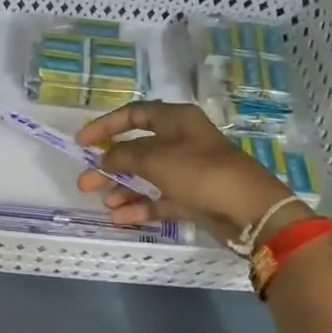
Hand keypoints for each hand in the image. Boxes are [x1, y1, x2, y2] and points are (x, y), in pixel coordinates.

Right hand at [76, 101, 304, 245]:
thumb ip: (123, 156)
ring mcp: (188, 171)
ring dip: (123, 189)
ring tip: (104, 204)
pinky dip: (141, 207)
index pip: (133, 114)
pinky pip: (160, 198)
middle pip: (137, 149)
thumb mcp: (155, 159)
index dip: (106, 126)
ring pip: (147, 176)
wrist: (249, 210)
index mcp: (176, 120)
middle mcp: (181, 141)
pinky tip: (121, 218)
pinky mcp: (193, 197)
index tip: (82, 142)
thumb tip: (103, 159)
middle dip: (110, 166)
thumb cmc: (200, 172)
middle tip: (85, 182)